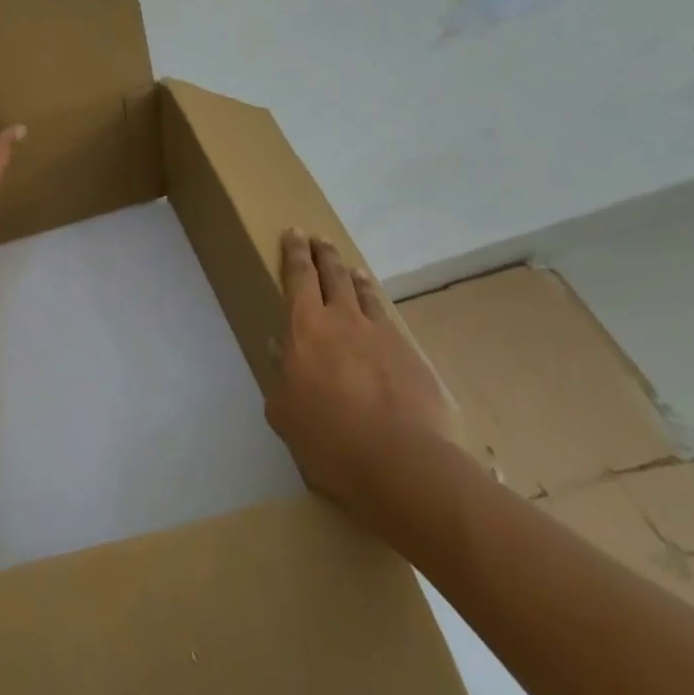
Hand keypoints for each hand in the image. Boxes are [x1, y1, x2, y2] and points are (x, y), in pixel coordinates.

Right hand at [267, 231, 451, 513]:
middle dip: (323, 254)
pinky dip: (379, 311)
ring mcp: (383, 336)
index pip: (299, 277)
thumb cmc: (327, 436)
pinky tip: (379, 318)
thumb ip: (281, 379)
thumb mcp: (284, 412)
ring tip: (351, 269)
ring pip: (366, 295)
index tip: (294, 233)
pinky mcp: (412, 357)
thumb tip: (281, 355)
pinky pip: (390, 323)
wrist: (401, 461)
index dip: (294, 253)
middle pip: (334, 275)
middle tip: (318, 239)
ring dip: (355, 278)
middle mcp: (345, 320)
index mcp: (305, 327)